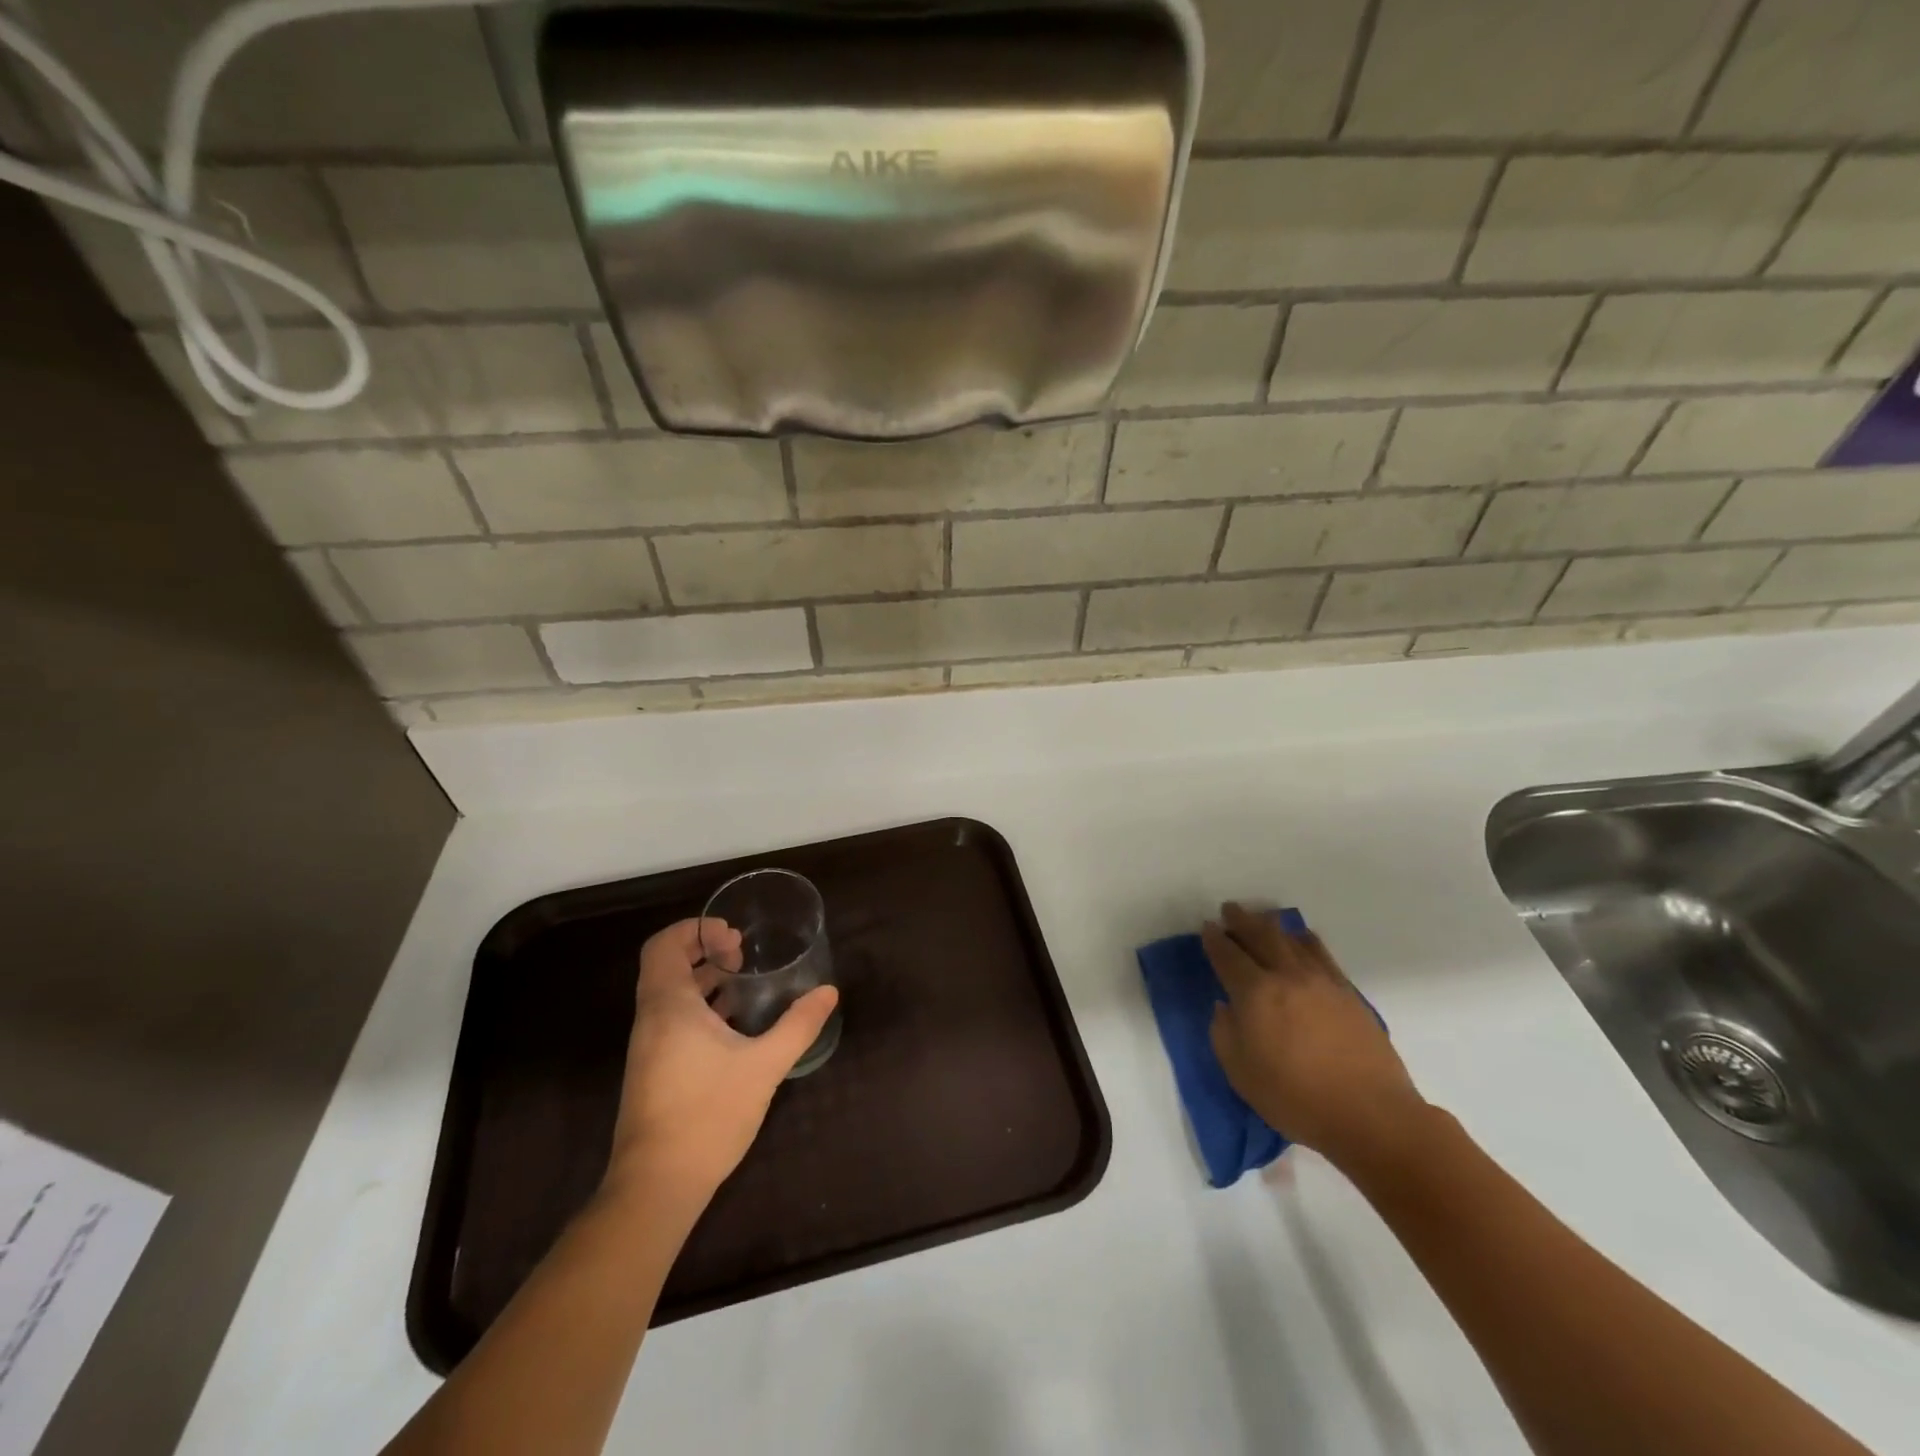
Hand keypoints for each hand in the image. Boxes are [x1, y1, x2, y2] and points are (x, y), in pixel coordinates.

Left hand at [603, 918, 838, 1213]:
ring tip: (745, 983)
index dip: (695, 929)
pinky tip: (734, 1025)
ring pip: (670, 994)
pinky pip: (673, 1020)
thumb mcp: (764, 1066)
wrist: (657, 1186)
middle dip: (704, 950)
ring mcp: (649, 1047)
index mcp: (669, 1006)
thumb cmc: (708, 1115)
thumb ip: (798, 1025)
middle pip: (666, 965)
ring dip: (704, 979)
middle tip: (743, 953)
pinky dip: (700, 1007)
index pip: (663, 946)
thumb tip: (828, 992)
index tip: (733, 935)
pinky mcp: (654, 1070)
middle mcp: (652, 1020)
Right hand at [1203, 902, 1427, 1170]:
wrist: (1370, 1114)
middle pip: (1260, 935)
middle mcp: (1286, 976)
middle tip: (1230, 910)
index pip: (1228, 955)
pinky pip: (1320, 952)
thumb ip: (1224, 1033)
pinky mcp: (1347, 991)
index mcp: (1255, 993)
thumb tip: (1226, 1007)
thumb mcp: (1240, 1073)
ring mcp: (1320, 980)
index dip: (1214, 939)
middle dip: (1241, 920)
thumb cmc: (1296, 1098)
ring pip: (1291, 939)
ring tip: (1262, 920)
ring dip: (1271, 925)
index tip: (1207, 927)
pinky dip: (1305, 939)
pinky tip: (1301, 939)